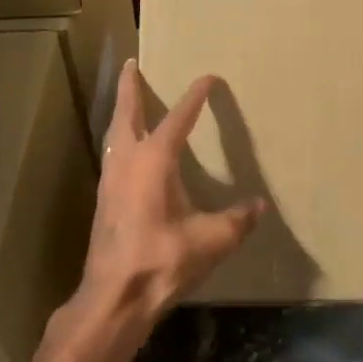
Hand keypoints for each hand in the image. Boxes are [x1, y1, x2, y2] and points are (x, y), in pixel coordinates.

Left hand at [57, 60, 263, 354]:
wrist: (114, 297)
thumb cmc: (162, 260)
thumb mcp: (211, 240)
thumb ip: (237, 220)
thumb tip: (259, 205)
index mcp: (155, 160)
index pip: (178, 118)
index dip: (195, 96)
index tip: (208, 79)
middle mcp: (128, 161)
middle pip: (127, 113)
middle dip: (131, 87)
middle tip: (132, 64)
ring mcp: (110, 180)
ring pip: (114, 134)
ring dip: (121, 112)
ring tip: (127, 101)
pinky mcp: (104, 200)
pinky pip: (112, 154)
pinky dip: (119, 138)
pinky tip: (125, 150)